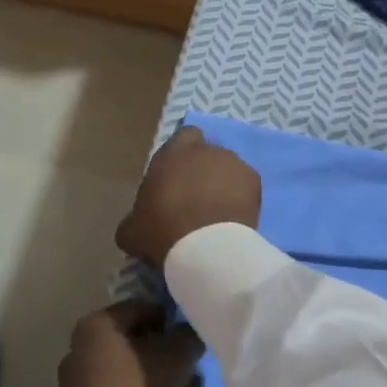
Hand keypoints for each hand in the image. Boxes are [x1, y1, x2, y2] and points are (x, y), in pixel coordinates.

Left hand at [54, 300, 204, 386]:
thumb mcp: (173, 359)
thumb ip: (187, 337)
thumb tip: (192, 333)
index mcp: (97, 325)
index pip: (142, 309)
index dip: (172, 320)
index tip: (193, 337)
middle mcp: (82, 347)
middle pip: (138, 344)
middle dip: (170, 359)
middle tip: (193, 373)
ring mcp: (80, 383)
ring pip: (133, 374)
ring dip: (163, 384)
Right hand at [115, 126, 261, 270]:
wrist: (207, 249)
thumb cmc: (163, 232)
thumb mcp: (132, 230)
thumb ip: (135, 217)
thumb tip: (136, 223)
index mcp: (173, 153)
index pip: (183, 137)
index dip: (182, 154)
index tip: (178, 177)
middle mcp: (205, 150)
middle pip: (207, 153)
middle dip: (203, 171)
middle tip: (196, 199)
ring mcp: (234, 163)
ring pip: (228, 168)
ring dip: (223, 183)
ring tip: (217, 212)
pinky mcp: (255, 181)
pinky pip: (245, 185)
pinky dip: (241, 197)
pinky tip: (235, 218)